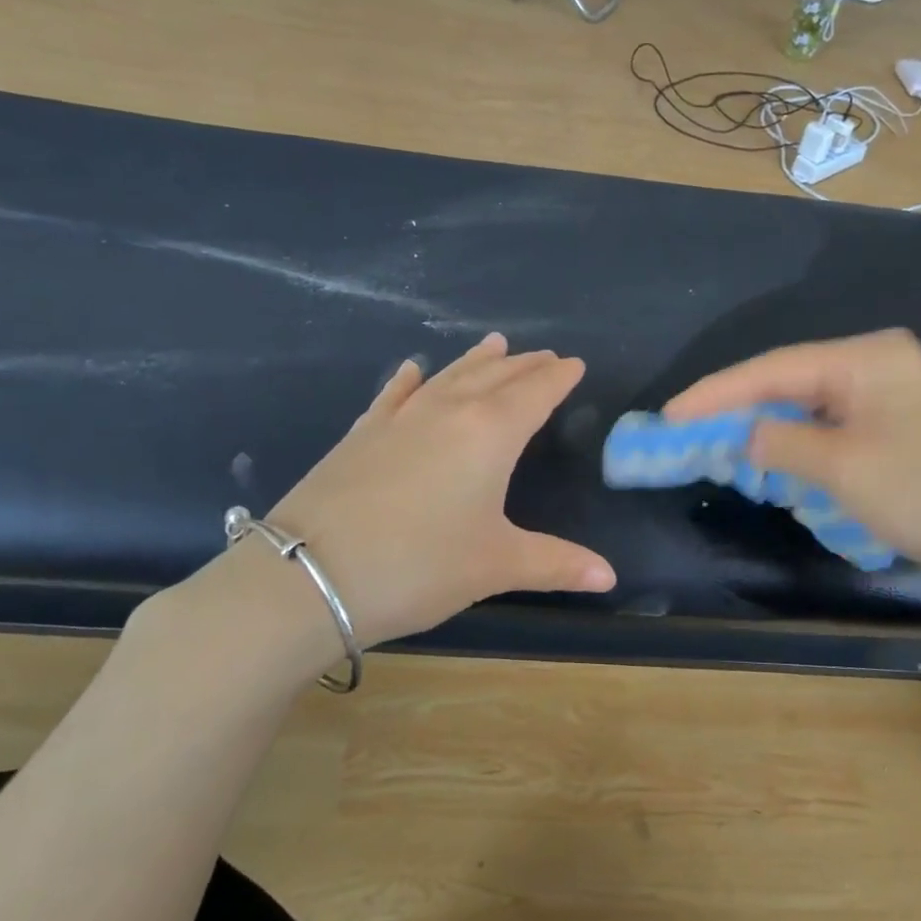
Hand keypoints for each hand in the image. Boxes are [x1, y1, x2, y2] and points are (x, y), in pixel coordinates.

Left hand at [266, 334, 614, 647]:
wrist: (310, 576)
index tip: (574, 364)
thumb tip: (610, 577)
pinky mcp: (362, 434)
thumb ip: (556, 564)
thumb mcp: (495, 566)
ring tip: (495, 344)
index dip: (558, 378)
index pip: (535, 393)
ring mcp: (399, 419)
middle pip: (495, 377)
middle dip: (525, 365)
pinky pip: (394, 395)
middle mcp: (448, 412)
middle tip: (546, 356)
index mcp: (490, 434)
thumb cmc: (420, 566)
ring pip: (449, 377)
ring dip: (476, 361)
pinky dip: (409, 380)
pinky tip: (413, 369)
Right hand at [663, 330, 920, 600]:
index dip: (717, 392)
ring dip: (768, 433)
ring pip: (809, 412)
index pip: (774, 368)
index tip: (670, 414)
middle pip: (789, 384)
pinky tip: (773, 467)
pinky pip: (832, 436)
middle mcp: (877, 370)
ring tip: (717, 450)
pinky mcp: (897, 439)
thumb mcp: (844, 466)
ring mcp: (890, 405)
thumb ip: (783, 442)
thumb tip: (747, 436)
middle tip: (686, 433)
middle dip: (739, 410)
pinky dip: (799, 452)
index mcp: (868, 358)